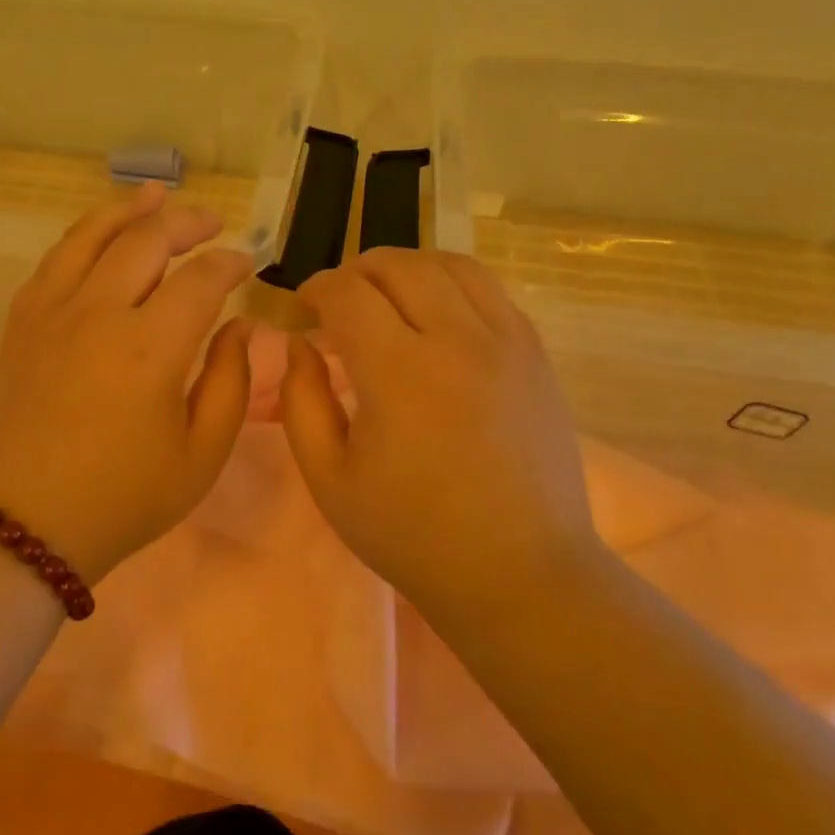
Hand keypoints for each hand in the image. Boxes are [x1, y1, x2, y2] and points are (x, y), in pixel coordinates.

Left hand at [0, 181, 252, 581]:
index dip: (230, 264)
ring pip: (92, 236)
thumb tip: (241, 329)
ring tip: (156, 195)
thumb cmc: (122, 499)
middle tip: (212, 223)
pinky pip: (53, 262)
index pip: (201, 280)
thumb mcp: (200, 456)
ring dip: (129, 210)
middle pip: (147, 240)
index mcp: (152, 348)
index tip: (247, 265)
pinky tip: (97, 238)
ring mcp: (51, 313)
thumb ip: (231, 385)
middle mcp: (99, 313)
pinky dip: (82, 237)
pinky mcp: (20, 324)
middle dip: (187, 223)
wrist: (23, 524)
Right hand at [279, 248, 603, 610]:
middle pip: (398, 264)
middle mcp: (457, 339)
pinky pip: (490, 290)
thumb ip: (302, 401)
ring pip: (450, 264)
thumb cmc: (411, 533)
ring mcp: (506, 341)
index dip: (315, 289)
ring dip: (406, 269)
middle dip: (355, 272)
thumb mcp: (330, 478)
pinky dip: (451, 285)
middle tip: (338, 305)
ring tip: (386, 300)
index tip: (302, 311)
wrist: (517, 570)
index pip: (347, 292)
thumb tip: (299, 346)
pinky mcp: (535, 354)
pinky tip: (437, 318)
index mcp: (399, 372)